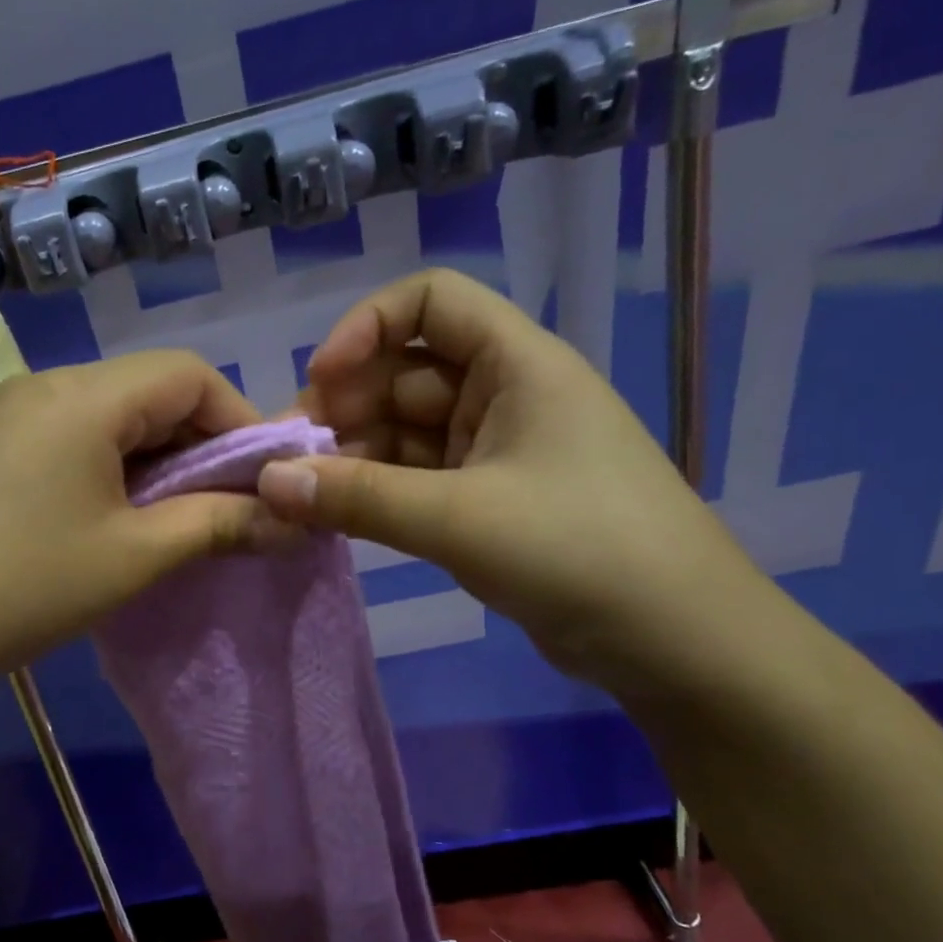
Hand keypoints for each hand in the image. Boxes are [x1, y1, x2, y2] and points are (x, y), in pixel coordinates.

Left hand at [0, 350, 270, 719]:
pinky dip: (117, 467)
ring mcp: (13, 415)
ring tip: (181, 518)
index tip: (265, 479)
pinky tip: (121, 517)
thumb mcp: (135, 556)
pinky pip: (76, 438)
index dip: (240, 421)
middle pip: (151, 391)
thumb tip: (290, 519)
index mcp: (84, 396)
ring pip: (114, 416)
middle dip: (202, 444)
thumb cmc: (26, 586)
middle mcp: (47, 386)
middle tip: (229, 505)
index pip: (189, 375)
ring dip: (160, 460)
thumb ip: (219, 525)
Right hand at [256, 269, 765, 687]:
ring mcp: (497, 451)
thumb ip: (358, 498)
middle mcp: (505, 394)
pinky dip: (377, 493)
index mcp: (517, 363)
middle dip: (345, 407)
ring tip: (300, 496)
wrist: (674, 640)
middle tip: (289, 459)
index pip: (431, 300)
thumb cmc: (578, 551)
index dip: (366, 327)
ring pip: (406, 432)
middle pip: (406, 372)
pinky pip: (417, 479)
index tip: (319, 383)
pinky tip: (337, 516)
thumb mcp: (459, 519)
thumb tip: (269, 482)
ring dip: (354, 457)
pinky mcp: (489, 502)